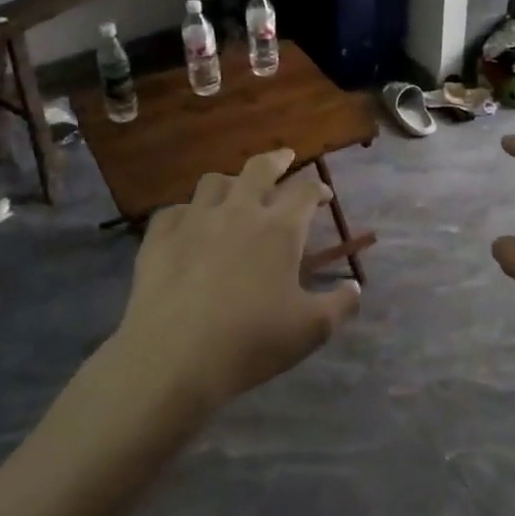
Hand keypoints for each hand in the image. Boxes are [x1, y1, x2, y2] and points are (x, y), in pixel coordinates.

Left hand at [114, 149, 360, 408]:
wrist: (173, 357)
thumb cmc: (251, 341)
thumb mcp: (311, 330)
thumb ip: (340, 305)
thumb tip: (355, 288)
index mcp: (280, 229)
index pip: (304, 191)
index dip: (318, 188)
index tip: (324, 195)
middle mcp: (239, 212)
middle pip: (259, 169)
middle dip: (277, 160)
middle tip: (284, 158)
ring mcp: (195, 220)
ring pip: (214, 182)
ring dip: (231, 181)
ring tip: (236, 189)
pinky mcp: (160, 237)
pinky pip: (175, 209)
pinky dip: (188, 211)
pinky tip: (189, 224)